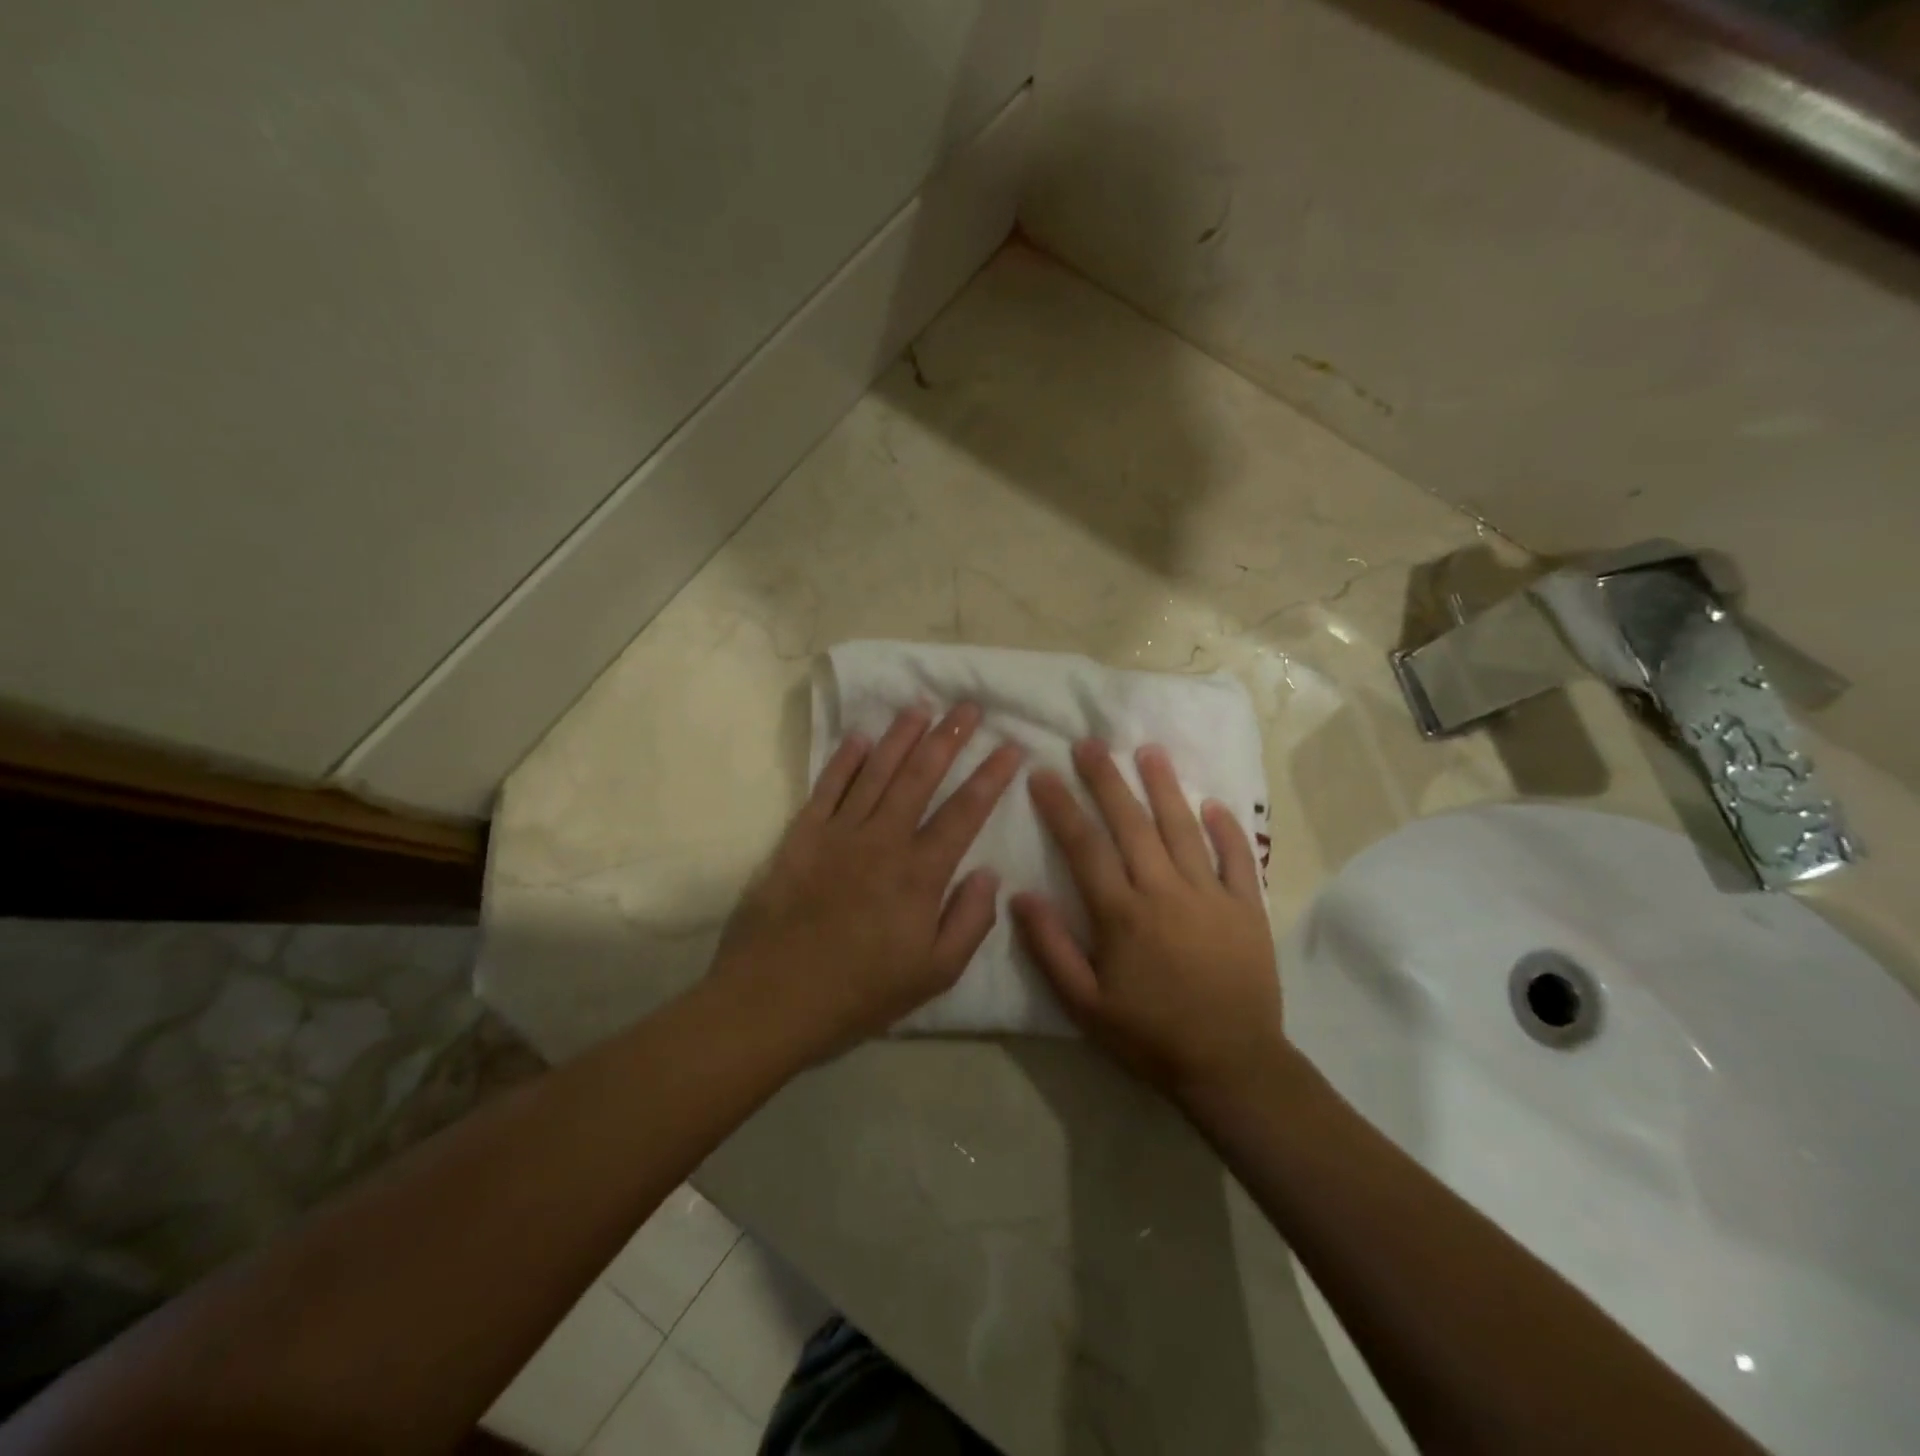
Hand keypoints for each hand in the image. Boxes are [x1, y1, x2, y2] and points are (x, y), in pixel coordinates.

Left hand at [712, 703, 1022, 1059]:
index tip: (1011, 745)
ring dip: (901, 736)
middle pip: (921, 776)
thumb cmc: (860, 993)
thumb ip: (970, 921)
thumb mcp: (934, 974)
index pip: (965, 811)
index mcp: (920, 874)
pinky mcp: (801, 836)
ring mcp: (838, 833)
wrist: (773, 999)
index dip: (991, 775)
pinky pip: (827, 787)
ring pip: (876, 771)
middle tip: (969, 707)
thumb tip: (989, 873)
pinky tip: (859, 737)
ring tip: (922, 706)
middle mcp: (883, 840)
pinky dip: (844, 759)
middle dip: (949, 737)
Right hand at [1012, 740, 1282, 1104]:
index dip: (1061, 807)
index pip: (1084, 847)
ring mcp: (1211, 895)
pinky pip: (1237, 857)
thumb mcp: (1085, 1005)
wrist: (1232, 1065)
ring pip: (1183, 828)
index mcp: (1122, 914)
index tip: (1042, 773)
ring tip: (1149, 751)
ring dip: (1164, 787)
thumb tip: (1019, 895)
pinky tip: (1213, 804)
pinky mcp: (1247, 907)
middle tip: (1089, 743)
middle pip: (1131, 824)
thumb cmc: (1150, 1035)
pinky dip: (1226, 828)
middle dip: (1107, 780)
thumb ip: (1050, 948)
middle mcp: (1164, 891)